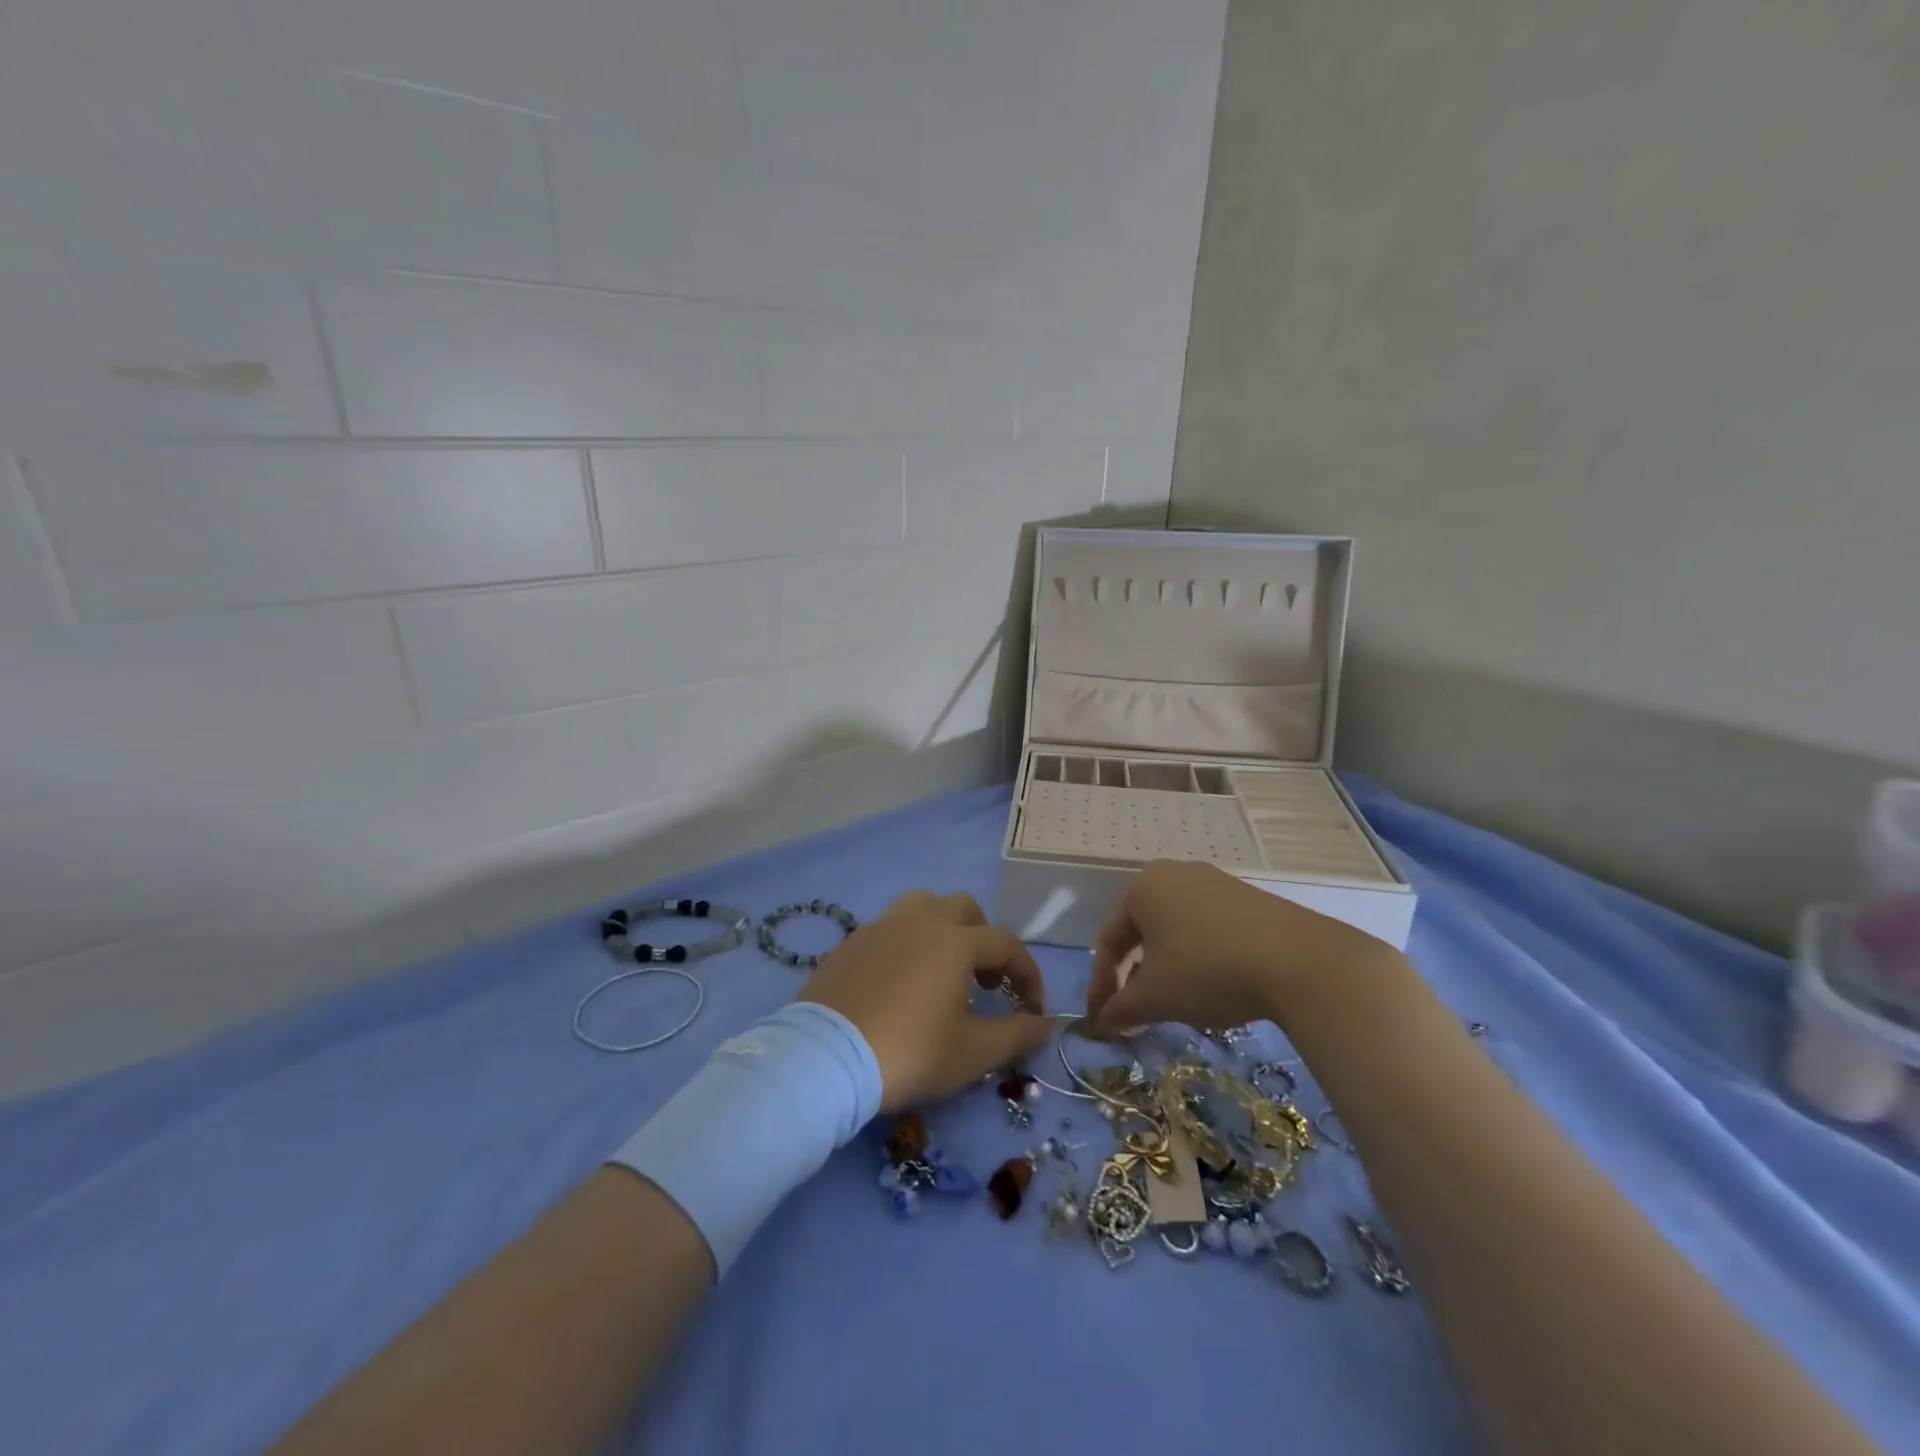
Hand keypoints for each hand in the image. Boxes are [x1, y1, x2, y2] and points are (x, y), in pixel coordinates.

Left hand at [799, 891, 1052, 1110]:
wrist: (826, 1060)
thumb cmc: (910, 1053)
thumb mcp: (972, 1053)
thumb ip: (1016, 1034)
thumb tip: (1046, 1025)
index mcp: (955, 941)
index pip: (1006, 944)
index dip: (1027, 973)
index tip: (1031, 1008)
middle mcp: (919, 921)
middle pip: (963, 909)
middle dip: (983, 938)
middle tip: (984, 981)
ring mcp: (879, 928)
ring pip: (921, 907)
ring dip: (941, 929)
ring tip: (941, 969)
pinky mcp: (849, 944)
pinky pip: (887, 930)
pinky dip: (905, 945)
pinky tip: (899, 983)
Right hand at [1085, 860, 1402, 1033]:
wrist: (1302, 962)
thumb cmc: (1209, 970)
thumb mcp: (1156, 997)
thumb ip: (1121, 1009)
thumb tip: (1100, 1025)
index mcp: (1143, 887)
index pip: (1109, 940)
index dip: (1101, 986)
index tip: (1102, 1022)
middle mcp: (1174, 874)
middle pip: (1141, 932)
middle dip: (1133, 977)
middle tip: (1134, 1014)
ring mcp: (1215, 882)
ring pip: (1175, 931)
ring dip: (1165, 969)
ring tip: (1172, 1005)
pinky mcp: (1249, 898)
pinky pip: (1207, 928)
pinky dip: (1198, 959)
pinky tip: (1211, 987)